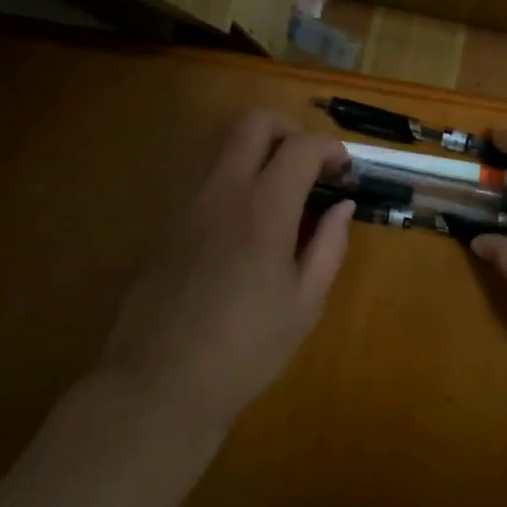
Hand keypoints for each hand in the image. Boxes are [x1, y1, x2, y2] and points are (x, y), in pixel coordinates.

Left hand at [98, 110, 353, 430]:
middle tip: (310, 166)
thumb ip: (329, 246)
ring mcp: (187, 202)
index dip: (331, 150)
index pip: (301, 147)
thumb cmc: (246, 348)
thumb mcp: (305, 303)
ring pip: (222, 144)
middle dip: (289, 131)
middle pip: (253, 123)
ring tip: (280, 191)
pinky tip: (245, 220)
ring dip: (257, 150)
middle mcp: (223, 190)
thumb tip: (341, 207)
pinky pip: (203, 176)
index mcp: (264, 208)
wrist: (160, 384)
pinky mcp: (166, 222)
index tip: (345, 171)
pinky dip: (232, 176)